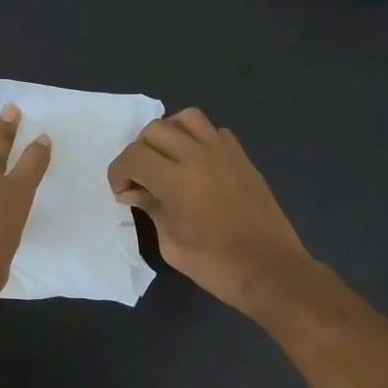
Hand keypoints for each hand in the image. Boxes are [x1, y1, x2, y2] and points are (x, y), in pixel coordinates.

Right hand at [107, 108, 312, 316]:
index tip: (121, 192)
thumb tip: (134, 192)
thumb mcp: (171, 244)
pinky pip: (213, 131)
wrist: (269, 269)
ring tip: (166, 161)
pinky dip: (197, 139)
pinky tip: (195, 165)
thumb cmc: (215, 264)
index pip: (134, 156)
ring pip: (186, 118)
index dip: (118, 172)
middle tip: (140, 179)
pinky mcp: (242, 157)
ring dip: (168, 135)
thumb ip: (150, 209)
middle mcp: (199, 155)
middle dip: (138, 152)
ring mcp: (224, 152)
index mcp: (176, 179)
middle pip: (155, 130)